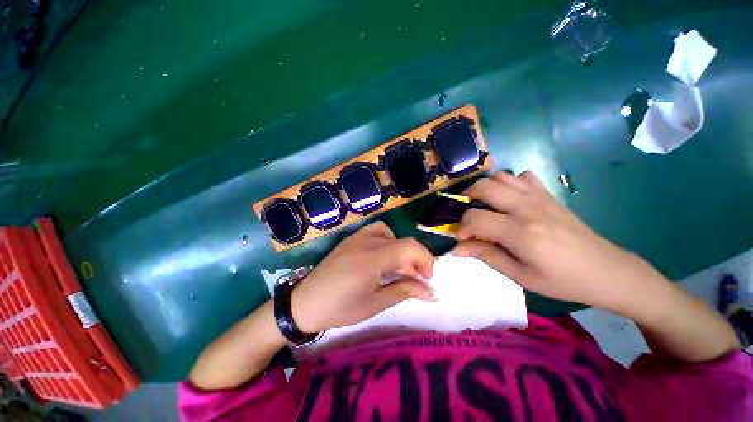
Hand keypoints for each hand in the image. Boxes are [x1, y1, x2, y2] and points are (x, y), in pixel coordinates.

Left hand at [291, 221, 434, 332]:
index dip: (424, 259)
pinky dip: (386, 240)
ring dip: (400, 248)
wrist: (305, 302)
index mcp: (372, 259)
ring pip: (389, 233)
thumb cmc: (340, 308)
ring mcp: (356, 237)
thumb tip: (430, 290)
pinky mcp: (350, 239)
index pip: (409, 247)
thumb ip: (403, 291)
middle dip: (414, 259)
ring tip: (397, 266)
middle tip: (414, 279)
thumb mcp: (374, 303)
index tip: (427, 278)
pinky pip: (375, 231)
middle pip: (401, 241)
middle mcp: (366, 242)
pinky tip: (381, 256)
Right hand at [453, 171, 665, 311]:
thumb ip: (487, 256)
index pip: (475, 218)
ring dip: (485, 189)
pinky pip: (522, 177)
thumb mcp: (521, 276)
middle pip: (484, 187)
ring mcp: (540, 197)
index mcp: (521, 232)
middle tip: (467, 216)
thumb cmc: (562, 280)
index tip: (462, 239)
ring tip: (484, 206)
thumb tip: (457, 248)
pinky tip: (509, 199)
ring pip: (500, 177)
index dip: (462, 228)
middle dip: (466, 198)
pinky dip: (509, 183)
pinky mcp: (548, 195)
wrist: (607, 271)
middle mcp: (527, 208)